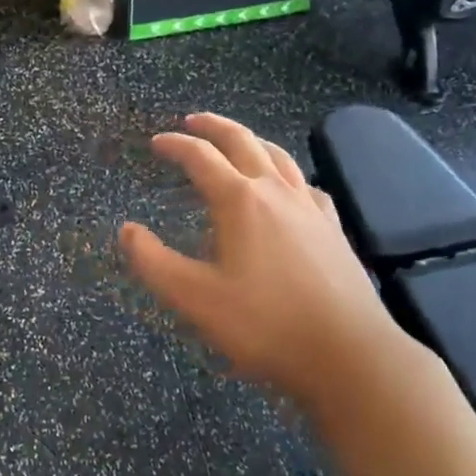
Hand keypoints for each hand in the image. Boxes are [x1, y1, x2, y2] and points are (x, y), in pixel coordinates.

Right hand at [120, 113, 408, 412]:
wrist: (348, 354)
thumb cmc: (265, 324)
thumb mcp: (195, 298)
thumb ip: (154, 262)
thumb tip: (127, 230)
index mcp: (240, 201)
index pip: (201, 158)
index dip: (175, 145)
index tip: (156, 142)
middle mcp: (276, 192)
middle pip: (243, 142)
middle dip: (214, 127)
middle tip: (192, 121)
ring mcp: (310, 207)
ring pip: (279, 156)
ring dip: (251, 141)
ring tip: (237, 142)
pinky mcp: (334, 228)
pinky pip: (305, 184)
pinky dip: (286, 174)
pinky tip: (288, 188)